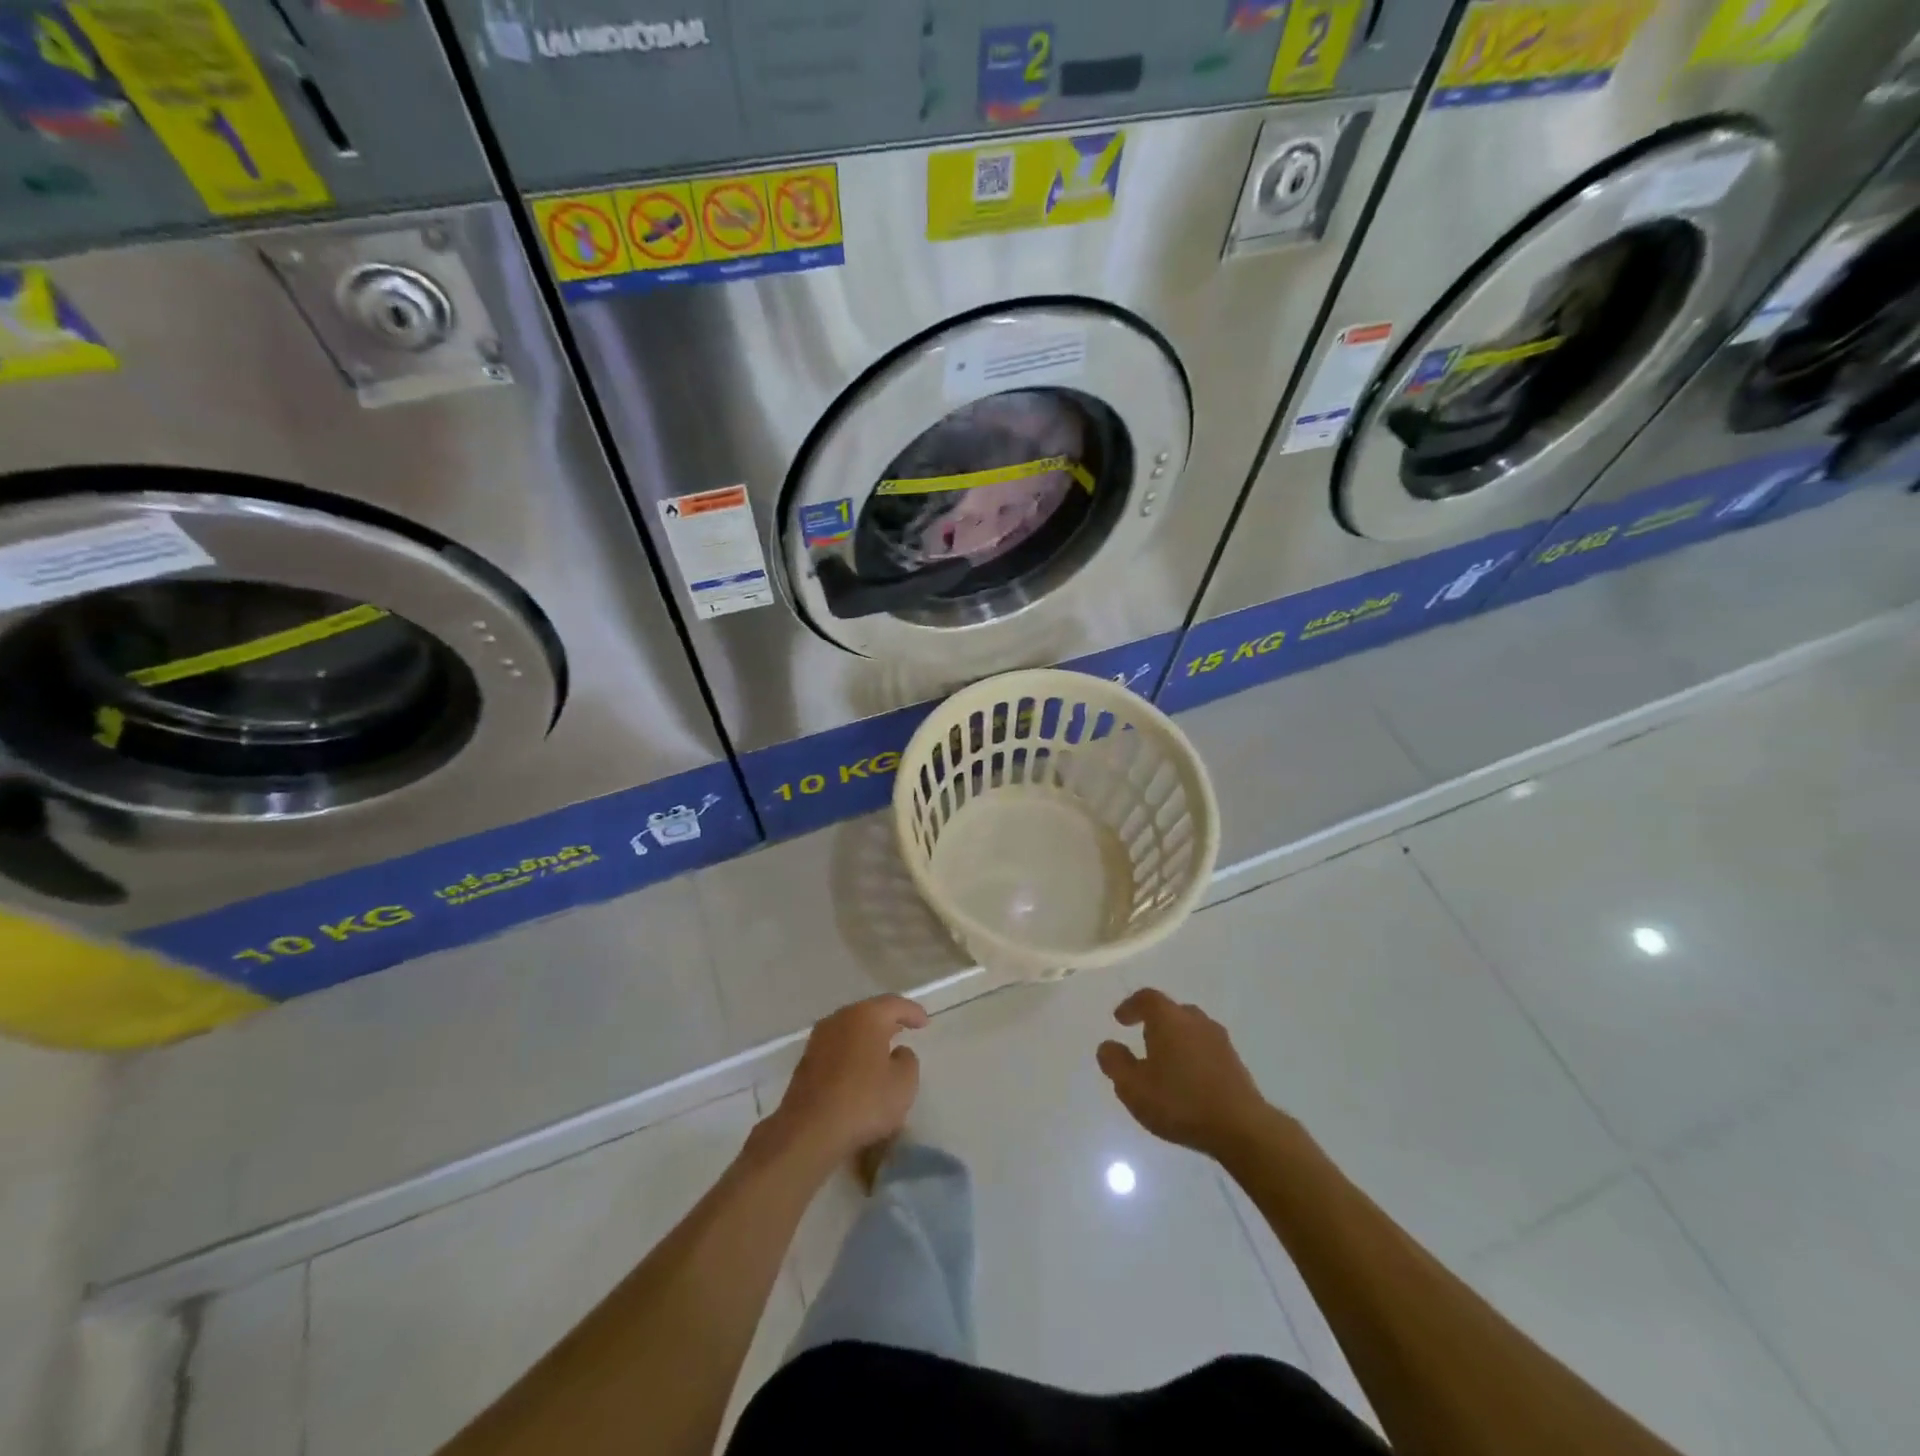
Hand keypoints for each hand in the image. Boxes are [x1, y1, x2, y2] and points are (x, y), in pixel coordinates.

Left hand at [764, 995, 928, 1171]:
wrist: (809, 1131)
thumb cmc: (864, 1102)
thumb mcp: (903, 1084)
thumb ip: (907, 1061)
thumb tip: (898, 1052)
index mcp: (866, 1016)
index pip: (895, 1004)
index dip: (912, 1012)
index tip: (925, 1022)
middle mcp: (840, 1018)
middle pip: (870, 1012)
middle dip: (888, 1020)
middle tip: (905, 1028)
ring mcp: (819, 1039)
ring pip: (851, 1029)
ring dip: (868, 1036)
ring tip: (883, 1048)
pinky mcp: (807, 1061)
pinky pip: (838, 1047)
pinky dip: (852, 1051)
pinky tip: (860, 1067)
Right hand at [1097, 988, 1276, 1159]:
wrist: (1241, 1127)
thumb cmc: (1179, 1102)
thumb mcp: (1133, 1087)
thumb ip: (1115, 1063)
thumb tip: (1107, 1046)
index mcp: (1169, 1019)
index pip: (1147, 998)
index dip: (1131, 1006)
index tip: (1120, 1019)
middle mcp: (1195, 1020)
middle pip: (1172, 1011)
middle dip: (1155, 1022)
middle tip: (1142, 1040)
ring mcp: (1219, 1040)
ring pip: (1191, 1029)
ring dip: (1176, 1039)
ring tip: (1165, 1062)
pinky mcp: (1235, 1061)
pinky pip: (1206, 1047)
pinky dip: (1193, 1054)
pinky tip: (1188, 1079)